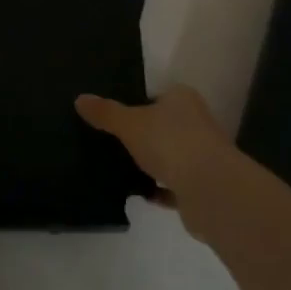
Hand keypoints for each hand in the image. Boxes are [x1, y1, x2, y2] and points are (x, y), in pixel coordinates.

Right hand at [76, 85, 245, 242]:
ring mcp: (202, 155)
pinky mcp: (202, 186)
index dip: (138, 103)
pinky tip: (137, 194)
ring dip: (151, 163)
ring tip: (119, 168)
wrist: (210, 190)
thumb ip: (105, 113)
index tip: (114, 116)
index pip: (157, 95)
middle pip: (164, 125)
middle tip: (111, 142)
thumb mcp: (129, 124)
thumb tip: (80, 98)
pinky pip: (173, 186)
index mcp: (182, 99)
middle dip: (143, 135)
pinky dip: (158, 190)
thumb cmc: (170, 143)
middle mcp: (196, 122)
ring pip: (170, 156)